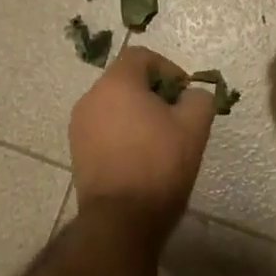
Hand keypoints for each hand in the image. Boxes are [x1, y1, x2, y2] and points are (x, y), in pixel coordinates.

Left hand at [70, 45, 215, 232]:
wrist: (121, 218)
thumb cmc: (159, 165)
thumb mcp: (194, 127)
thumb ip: (198, 99)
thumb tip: (192, 95)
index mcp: (117, 83)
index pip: (141, 56)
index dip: (168, 69)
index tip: (185, 94)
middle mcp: (91, 98)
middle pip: (125, 81)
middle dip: (153, 93)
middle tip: (177, 117)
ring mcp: (79, 126)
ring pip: (114, 106)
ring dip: (137, 114)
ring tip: (161, 141)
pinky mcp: (77, 151)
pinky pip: (104, 129)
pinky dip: (123, 133)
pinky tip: (141, 158)